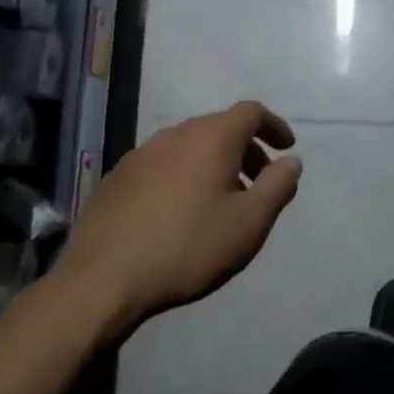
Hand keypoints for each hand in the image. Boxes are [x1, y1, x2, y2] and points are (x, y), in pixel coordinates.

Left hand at [53, 101, 301, 341]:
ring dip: (213, 164)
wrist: (101, 282)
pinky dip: (183, 177)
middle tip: (258, 182)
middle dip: (245, 149)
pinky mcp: (115, 180)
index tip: (286, 148)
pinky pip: (162, 166)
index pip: (251, 112)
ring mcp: (139, 155)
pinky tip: (180, 214)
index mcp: (211, 138)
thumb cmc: (189, 247)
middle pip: (219, 128)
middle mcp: (175, 136)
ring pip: (189, 147)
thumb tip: (291, 161)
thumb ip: (278, 186)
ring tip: (221, 201)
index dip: (274, 126)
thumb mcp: (250, 222)